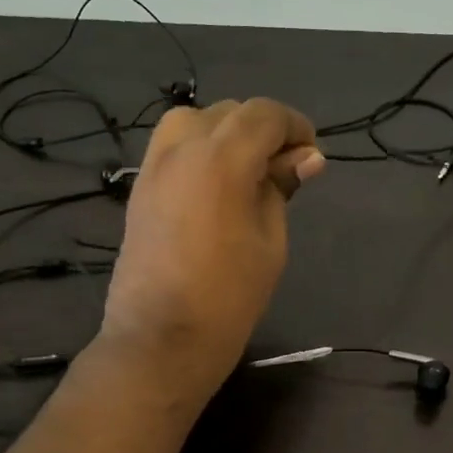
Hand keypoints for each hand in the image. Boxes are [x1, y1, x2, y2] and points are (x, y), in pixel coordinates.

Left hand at [100, 97, 324, 397]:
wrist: (161, 339)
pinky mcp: (140, 189)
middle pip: (229, 113)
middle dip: (263, 129)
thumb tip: (305, 159)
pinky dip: (200, 149)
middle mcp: (182, 149)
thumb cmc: (229, 297)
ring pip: (194, 121)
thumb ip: (281, 190)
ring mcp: (154, 167)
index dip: (294, 126)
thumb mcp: (270, 242)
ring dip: (226, 133)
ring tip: (247, 171)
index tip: (312, 154)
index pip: (263, 115)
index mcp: (222, 160)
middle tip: (286, 168)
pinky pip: (173, 147)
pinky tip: (217, 186)